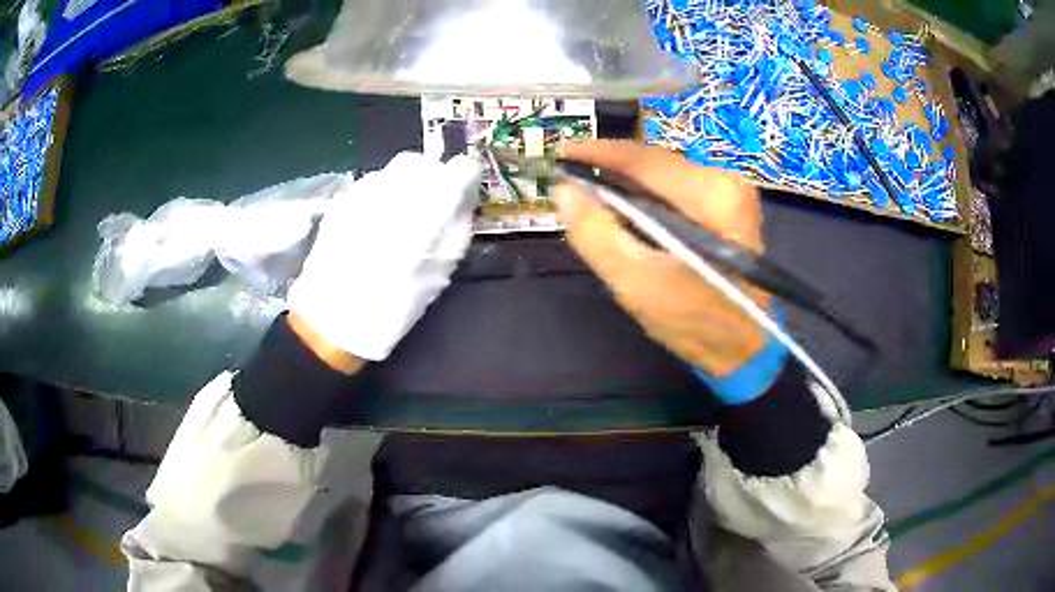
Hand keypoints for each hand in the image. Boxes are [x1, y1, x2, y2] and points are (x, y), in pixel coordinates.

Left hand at [287, 152, 479, 363]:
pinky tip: (381, 217)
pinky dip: (385, 190)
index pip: (455, 172)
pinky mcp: (341, 202)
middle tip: (438, 196)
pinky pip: (372, 181)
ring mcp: (360, 195)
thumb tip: (465, 204)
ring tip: (407, 209)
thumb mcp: (437, 277)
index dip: (467, 174)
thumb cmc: (390, 309)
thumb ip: (456, 234)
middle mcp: (390, 196)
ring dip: (409, 181)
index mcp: (421, 218)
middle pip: (420, 162)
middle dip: (435, 173)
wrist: (330, 323)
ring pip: (394, 168)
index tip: (468, 184)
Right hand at [554, 140, 769, 376]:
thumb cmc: (695, 322)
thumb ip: (596, 234)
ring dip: (626, 186)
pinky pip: (674, 191)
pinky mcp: (727, 207)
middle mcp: (726, 182)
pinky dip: (646, 199)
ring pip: (662, 176)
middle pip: (654, 164)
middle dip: (610, 171)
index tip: (559, 152)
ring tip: (590, 198)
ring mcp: (730, 193)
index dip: (597, 152)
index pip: (644, 159)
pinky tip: (625, 213)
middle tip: (570, 183)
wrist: (743, 350)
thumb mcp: (637, 283)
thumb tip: (564, 191)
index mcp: (712, 195)